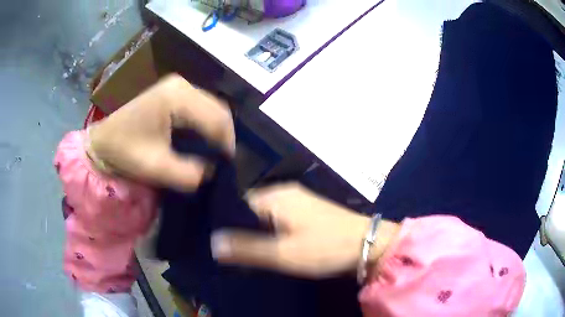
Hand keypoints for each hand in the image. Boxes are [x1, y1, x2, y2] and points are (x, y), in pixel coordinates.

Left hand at [89, 74, 234, 190]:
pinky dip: (206, 124)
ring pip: (212, 106)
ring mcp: (178, 86)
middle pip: (218, 108)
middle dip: (224, 135)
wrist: (102, 142)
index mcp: (177, 97)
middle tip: (222, 160)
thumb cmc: (124, 151)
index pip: (217, 118)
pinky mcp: (174, 92)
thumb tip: (212, 170)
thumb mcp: (156, 167)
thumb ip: (189, 173)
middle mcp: (181, 85)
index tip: (227, 166)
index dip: (227, 143)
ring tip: (215, 151)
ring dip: (216, 129)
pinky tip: (203, 139)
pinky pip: (201, 107)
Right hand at [211, 183, 399, 277]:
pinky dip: (270, 230)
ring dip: (255, 231)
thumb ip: (247, 248)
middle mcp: (283, 192)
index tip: (213, 239)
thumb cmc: (325, 248)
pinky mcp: (307, 210)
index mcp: (274, 196)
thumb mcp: (283, 253)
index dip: (224, 221)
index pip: (236, 202)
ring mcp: (297, 200)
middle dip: (238, 228)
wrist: (367, 244)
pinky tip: (267, 244)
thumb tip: (212, 242)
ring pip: (264, 214)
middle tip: (226, 249)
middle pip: (249, 208)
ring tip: (242, 250)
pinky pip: (278, 218)